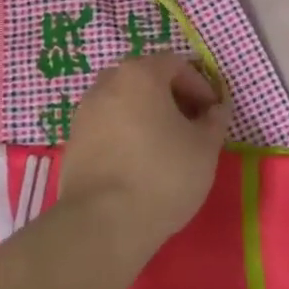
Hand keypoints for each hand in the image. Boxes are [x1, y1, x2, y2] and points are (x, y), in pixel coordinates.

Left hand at [58, 54, 230, 248]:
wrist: (102, 224)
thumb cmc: (163, 175)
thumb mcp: (205, 147)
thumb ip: (215, 121)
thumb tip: (215, 110)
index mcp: (140, 75)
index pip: (176, 64)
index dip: (199, 86)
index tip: (211, 114)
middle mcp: (107, 84)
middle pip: (145, 78)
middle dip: (171, 97)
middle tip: (189, 125)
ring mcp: (84, 113)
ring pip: (123, 102)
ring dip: (146, 114)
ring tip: (164, 145)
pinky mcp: (72, 142)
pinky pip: (106, 126)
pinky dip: (124, 134)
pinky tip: (138, 163)